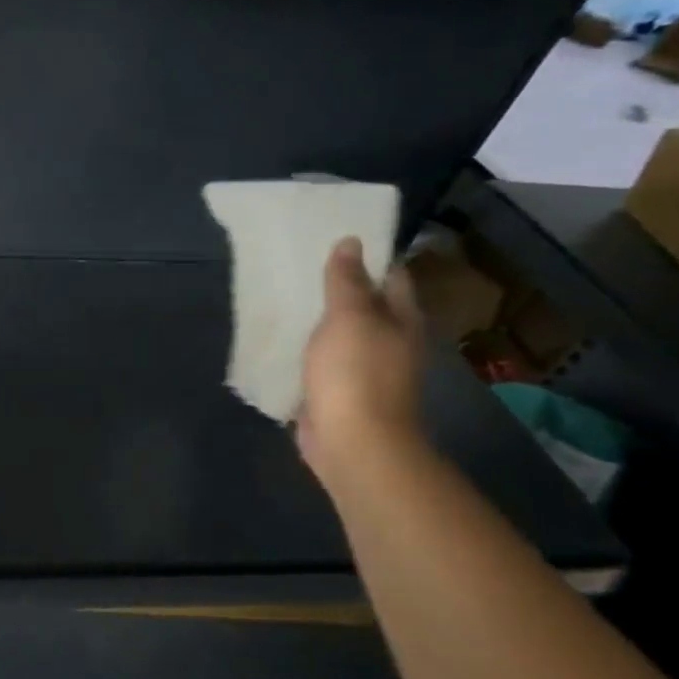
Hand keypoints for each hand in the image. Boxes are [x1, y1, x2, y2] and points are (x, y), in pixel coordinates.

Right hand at [298, 238, 426, 481]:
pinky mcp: (334, 389)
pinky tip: (278, 335)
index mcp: (400, 320)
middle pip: (362, 304)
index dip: (367, 256)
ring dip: (315, 317)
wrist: (352, 442)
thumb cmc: (356, 374)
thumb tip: (350, 242)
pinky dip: (301, 347)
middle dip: (335, 285)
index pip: (390, 276)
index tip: (333, 236)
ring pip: (337, 332)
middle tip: (297, 262)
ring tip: (280, 293)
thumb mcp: (350, 318)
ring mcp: (361, 368)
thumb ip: (346, 281)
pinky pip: (317, 359)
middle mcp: (387, 341)